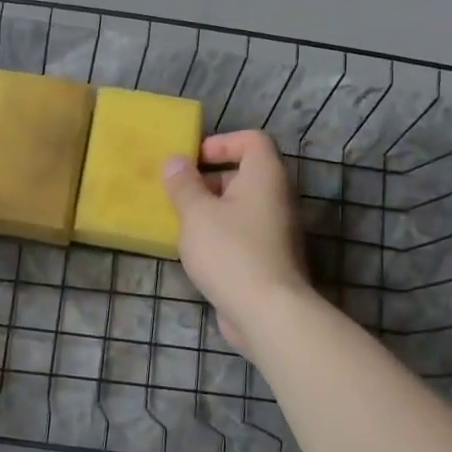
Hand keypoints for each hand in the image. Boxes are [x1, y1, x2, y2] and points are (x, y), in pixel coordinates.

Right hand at [162, 131, 312, 352]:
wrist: (268, 312)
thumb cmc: (230, 252)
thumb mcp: (196, 214)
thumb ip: (183, 185)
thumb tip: (175, 162)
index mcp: (265, 176)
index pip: (252, 140)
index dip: (222, 142)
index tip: (193, 160)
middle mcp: (277, 197)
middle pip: (244, 173)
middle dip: (209, 180)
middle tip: (178, 193)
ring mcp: (276, 230)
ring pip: (240, 207)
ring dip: (211, 210)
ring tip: (180, 223)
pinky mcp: (269, 258)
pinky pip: (242, 233)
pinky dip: (220, 235)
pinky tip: (195, 252)